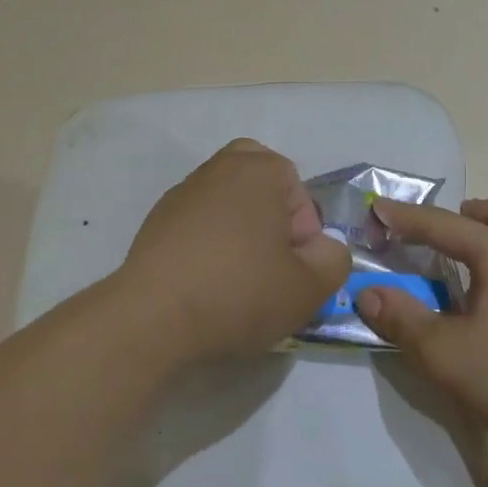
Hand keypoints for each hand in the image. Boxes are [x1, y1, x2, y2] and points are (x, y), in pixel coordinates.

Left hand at [119, 139, 349, 362]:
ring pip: (226, 200)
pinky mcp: (156, 221)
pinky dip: (208, 243)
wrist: (152, 318)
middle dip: (271, 213)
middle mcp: (219, 168)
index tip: (293, 267)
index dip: (304, 232)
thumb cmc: (239, 292)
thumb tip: (323, 248)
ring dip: (239, 229)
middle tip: (271, 258)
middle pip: (258, 180)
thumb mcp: (310, 287)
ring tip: (238, 277)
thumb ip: (334, 260)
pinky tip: (206, 282)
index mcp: (259, 169)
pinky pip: (197, 223)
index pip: (298, 190)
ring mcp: (183, 193)